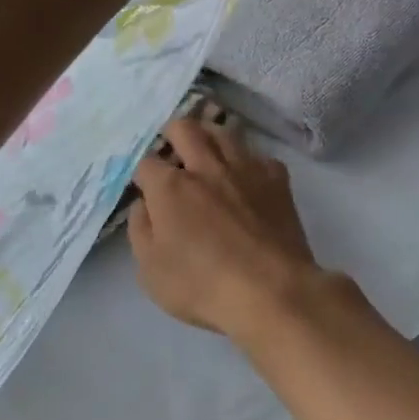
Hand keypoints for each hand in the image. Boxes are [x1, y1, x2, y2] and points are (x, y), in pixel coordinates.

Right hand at [127, 118, 329, 339]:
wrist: (271, 290)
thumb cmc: (203, 286)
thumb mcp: (151, 270)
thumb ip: (141, 230)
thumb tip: (143, 204)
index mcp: (171, 187)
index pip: (147, 162)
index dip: (142, 172)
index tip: (145, 186)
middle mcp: (207, 167)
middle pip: (185, 128)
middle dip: (172, 133)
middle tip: (172, 149)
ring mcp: (246, 169)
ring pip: (224, 132)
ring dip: (209, 135)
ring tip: (207, 150)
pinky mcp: (277, 179)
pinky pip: (258, 155)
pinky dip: (248, 160)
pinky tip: (246, 176)